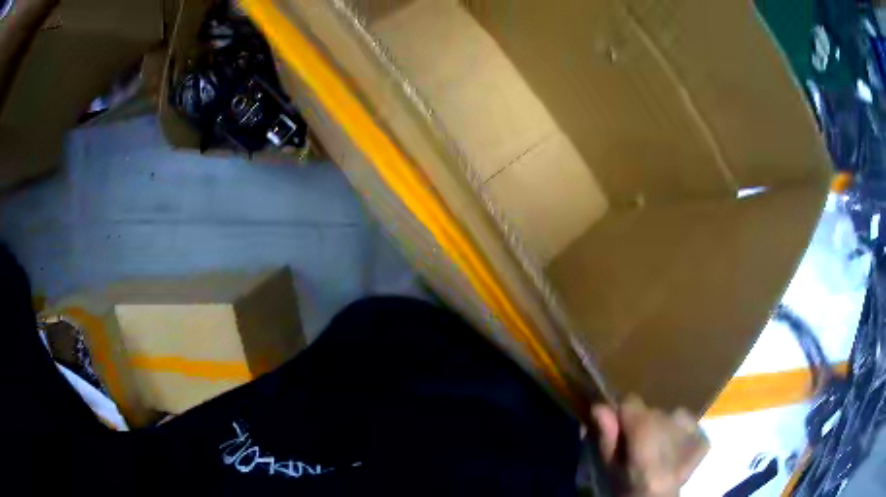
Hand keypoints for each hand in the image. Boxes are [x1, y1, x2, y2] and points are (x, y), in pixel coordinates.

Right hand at [591, 395, 708, 496]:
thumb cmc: (628, 484)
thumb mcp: (609, 464)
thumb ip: (607, 434)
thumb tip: (599, 406)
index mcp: (644, 422)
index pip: (630, 401)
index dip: (622, 415)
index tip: (617, 429)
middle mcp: (670, 417)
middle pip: (653, 411)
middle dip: (645, 424)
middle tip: (638, 448)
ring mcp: (691, 426)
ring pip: (673, 417)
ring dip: (664, 429)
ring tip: (658, 451)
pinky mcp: (703, 437)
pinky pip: (691, 428)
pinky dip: (684, 436)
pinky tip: (676, 453)